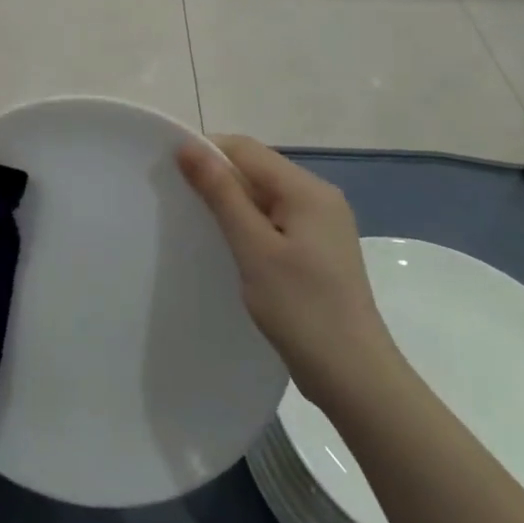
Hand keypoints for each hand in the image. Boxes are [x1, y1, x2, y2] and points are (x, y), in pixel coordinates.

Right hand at [177, 135, 394, 406]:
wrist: (354, 376)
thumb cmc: (301, 308)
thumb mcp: (253, 247)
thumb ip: (221, 193)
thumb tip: (188, 146)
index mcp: (307, 189)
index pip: (245, 149)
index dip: (206, 152)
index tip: (169, 174)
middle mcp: (319, 196)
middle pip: (257, 169)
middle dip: (217, 178)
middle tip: (179, 203)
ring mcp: (323, 223)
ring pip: (264, 195)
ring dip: (231, 203)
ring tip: (199, 225)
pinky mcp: (319, 248)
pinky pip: (275, 219)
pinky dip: (249, 224)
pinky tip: (231, 246)